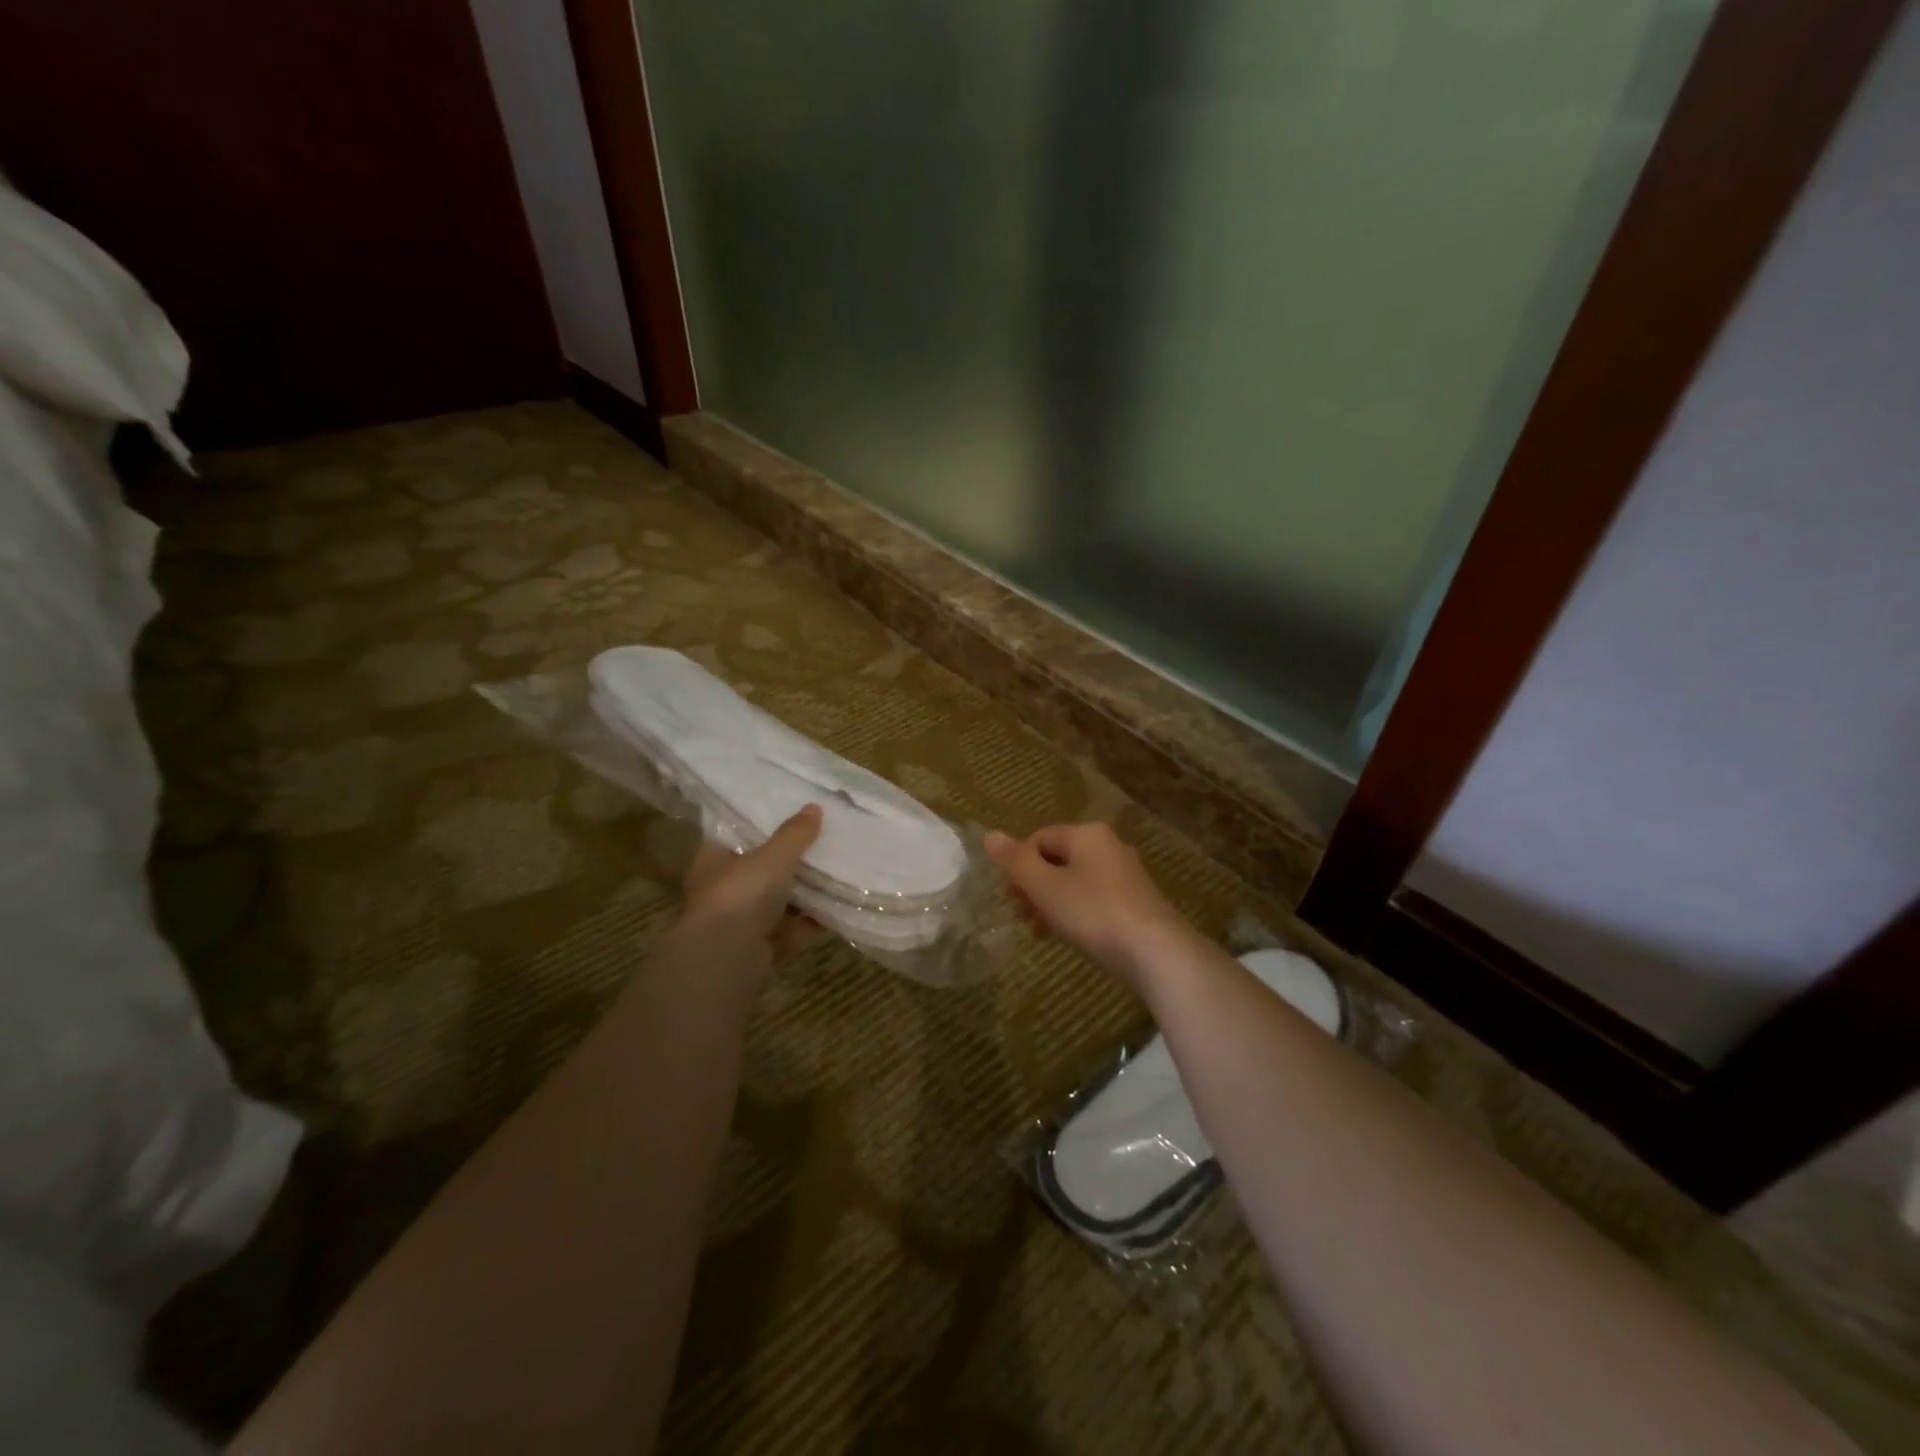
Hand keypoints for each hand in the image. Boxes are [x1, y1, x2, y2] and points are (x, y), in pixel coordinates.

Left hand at [677, 805, 822, 989]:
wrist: (728, 959)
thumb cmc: (741, 895)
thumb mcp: (773, 856)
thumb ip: (794, 834)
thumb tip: (814, 807)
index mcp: (713, 861)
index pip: (733, 835)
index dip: (757, 825)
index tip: (786, 814)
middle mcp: (722, 891)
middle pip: (758, 869)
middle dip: (786, 861)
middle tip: (818, 841)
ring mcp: (740, 922)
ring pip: (775, 901)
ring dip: (801, 893)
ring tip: (833, 871)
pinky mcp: (760, 948)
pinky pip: (789, 929)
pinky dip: (809, 921)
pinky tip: (834, 907)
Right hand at [983, 822, 1192, 988]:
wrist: (1156, 952)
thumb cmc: (1093, 912)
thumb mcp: (1045, 886)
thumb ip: (1016, 860)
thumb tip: (990, 834)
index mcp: (1087, 834)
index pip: (1039, 838)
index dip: (1018, 864)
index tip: (1009, 896)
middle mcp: (1109, 846)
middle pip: (1057, 859)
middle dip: (1033, 886)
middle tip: (1019, 914)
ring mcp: (1125, 875)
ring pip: (1074, 881)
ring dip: (1050, 902)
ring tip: (1037, 930)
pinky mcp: (1135, 902)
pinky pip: (1093, 899)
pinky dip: (1073, 912)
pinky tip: (1065, 936)